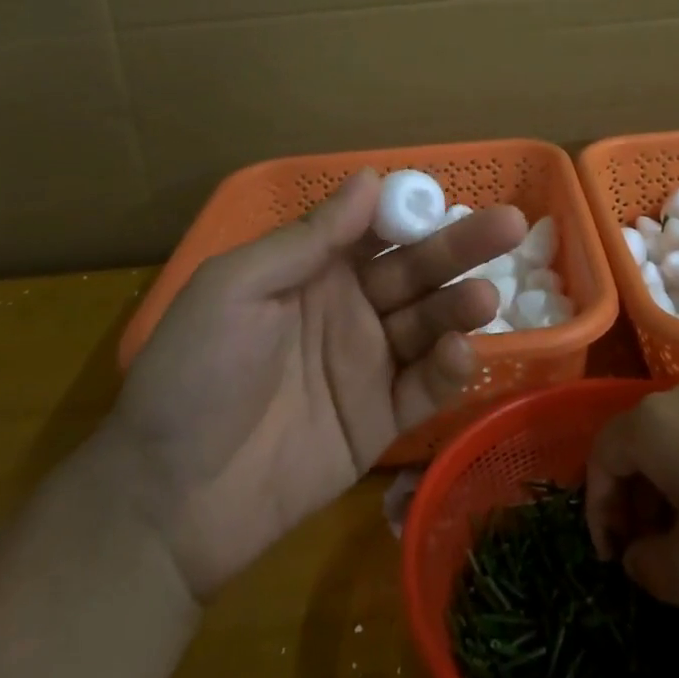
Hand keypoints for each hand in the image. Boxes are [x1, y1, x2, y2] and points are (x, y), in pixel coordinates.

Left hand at [105, 170, 524, 598]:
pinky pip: (424, 388)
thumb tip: (370, 178)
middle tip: (511, 225)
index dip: (413, 211)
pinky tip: (461, 353)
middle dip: (461, 247)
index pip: (377, 229)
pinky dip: (450, 369)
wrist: (166, 499)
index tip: (450, 196)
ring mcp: (367, 365)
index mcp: (313, 271)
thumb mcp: (235, 288)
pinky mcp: (380, 421)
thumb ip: (308, 239)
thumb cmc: (192, 375)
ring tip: (484, 298)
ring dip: (459, 307)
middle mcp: (349, 310)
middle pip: (416, 270)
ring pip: (429, 325)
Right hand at [584, 380, 678, 609]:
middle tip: (653, 557)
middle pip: (636, 448)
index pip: (599, 459)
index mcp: (651, 425)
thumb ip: (649, 570)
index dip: (597, 513)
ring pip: (675, 445)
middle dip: (634, 505)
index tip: (615, 562)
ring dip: (671, 495)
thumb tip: (640, 555)